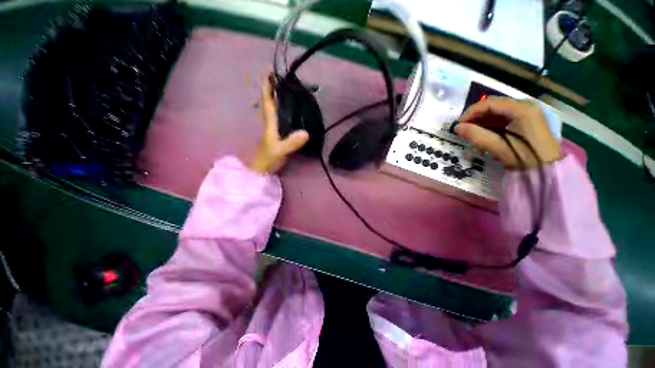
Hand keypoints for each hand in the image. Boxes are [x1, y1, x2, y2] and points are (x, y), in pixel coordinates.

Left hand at [249, 74, 308, 173]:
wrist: (262, 170)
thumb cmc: (268, 159)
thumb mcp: (280, 151)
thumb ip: (291, 143)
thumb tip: (306, 132)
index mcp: (269, 123)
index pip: (268, 101)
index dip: (268, 86)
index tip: (269, 71)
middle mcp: (270, 122)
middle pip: (270, 102)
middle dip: (273, 88)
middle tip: (282, 77)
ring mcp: (273, 129)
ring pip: (274, 109)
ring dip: (278, 97)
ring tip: (288, 89)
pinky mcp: (277, 134)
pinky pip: (280, 118)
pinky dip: (284, 110)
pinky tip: (292, 110)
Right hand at [455, 97, 560, 168]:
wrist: (549, 170)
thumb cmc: (526, 159)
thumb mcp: (499, 148)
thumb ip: (477, 136)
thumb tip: (457, 128)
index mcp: (522, 110)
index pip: (490, 103)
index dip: (471, 112)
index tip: (459, 125)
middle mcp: (525, 106)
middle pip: (494, 105)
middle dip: (476, 116)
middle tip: (463, 129)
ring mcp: (527, 113)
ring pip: (498, 111)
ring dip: (482, 120)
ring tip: (471, 132)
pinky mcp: (526, 121)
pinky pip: (503, 117)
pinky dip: (490, 124)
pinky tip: (484, 133)